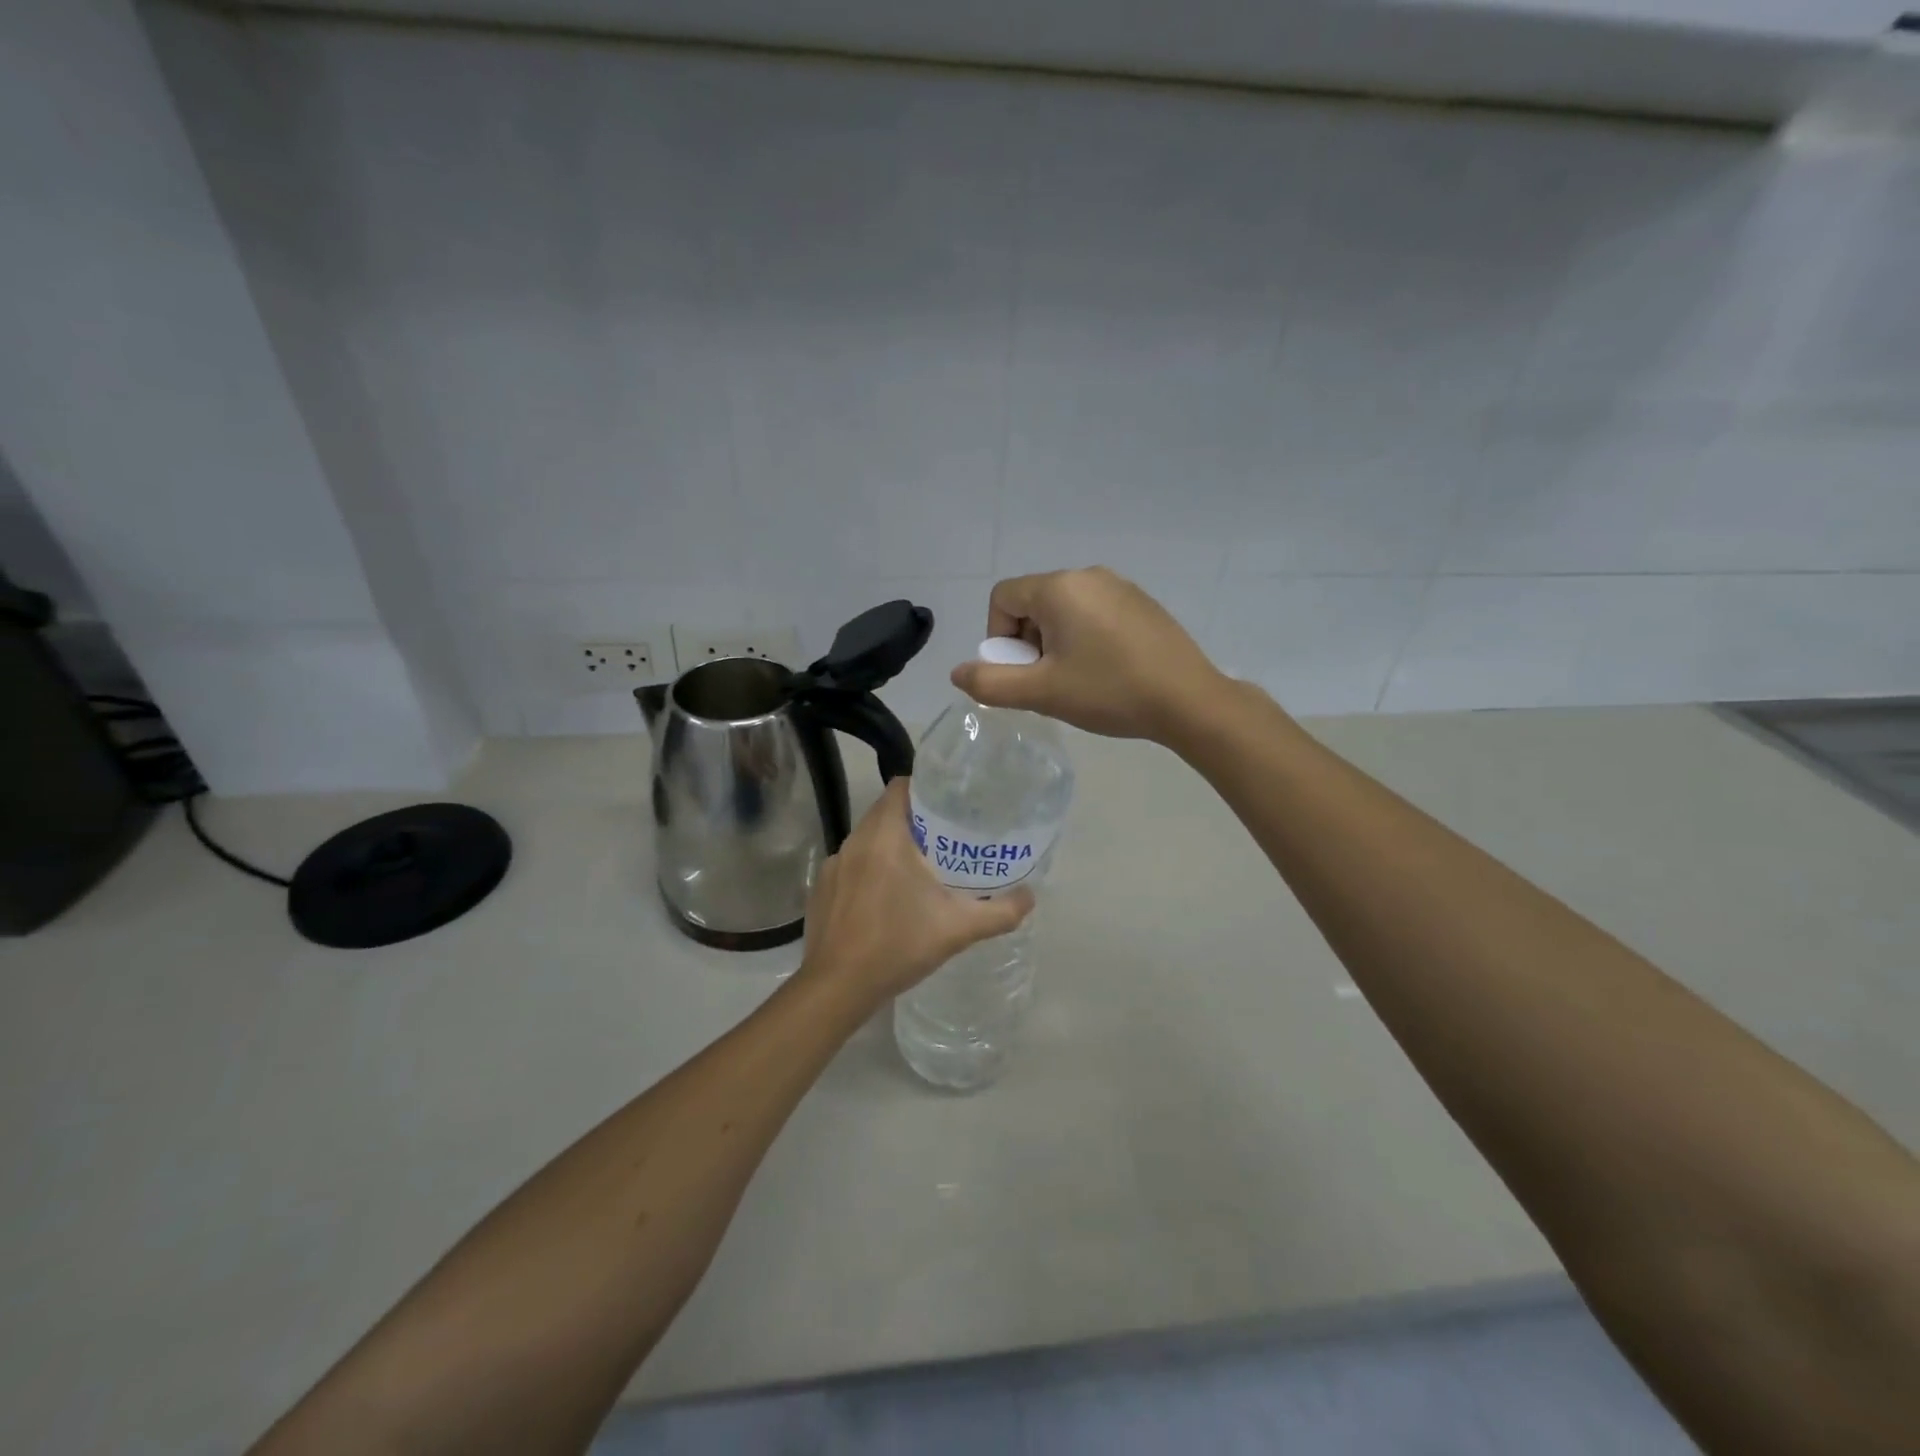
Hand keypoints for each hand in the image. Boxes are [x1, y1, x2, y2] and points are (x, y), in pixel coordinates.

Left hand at [798, 778, 1033, 1012]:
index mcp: (884, 837)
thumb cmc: (897, 946)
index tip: (950, 804)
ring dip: (891, 846)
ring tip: (921, 867)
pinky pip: (852, 865)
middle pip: (885, 812)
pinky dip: (870, 870)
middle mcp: (853, 842)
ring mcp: (833, 866)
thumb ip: (1000, 912)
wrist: (837, 988)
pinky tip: (887, 899)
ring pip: (867, 840)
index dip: (925, 789)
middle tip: (946, 838)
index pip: (900, 787)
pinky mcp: (822, 889)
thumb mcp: (958, 929)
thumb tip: (1030, 897)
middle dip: (915, 820)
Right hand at [949, 567, 1227, 743]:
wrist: (1189, 700)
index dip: (998, 638)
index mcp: (1060, 587)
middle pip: (1033, 603)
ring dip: (1056, 643)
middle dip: (1028, 643)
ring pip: (1064, 610)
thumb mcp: (1041, 693)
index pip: (1003, 598)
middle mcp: (1088, 575)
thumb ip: (990, 683)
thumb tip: (958, 673)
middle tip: (1049, 682)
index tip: (1022, 672)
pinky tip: (1107, 671)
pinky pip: (1094, 613)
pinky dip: (1085, 638)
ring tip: (1078, 680)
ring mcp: (1120, 586)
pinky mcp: (1142, 603)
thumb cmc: (1109, 692)